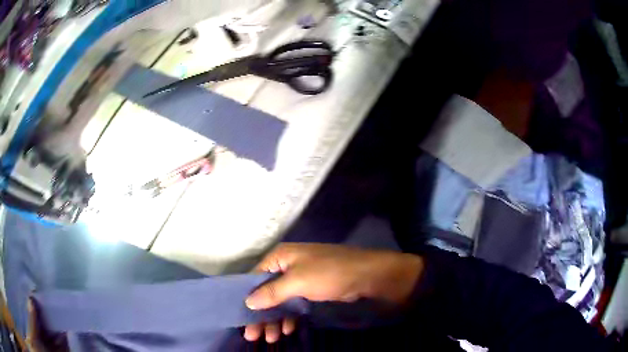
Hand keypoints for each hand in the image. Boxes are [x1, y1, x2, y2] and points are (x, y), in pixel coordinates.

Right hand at [243, 243, 423, 342]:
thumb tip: (248, 302)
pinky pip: (293, 304)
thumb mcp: (298, 281)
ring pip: (280, 300)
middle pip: (266, 292)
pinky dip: (289, 316)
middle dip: (261, 315)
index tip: (241, 321)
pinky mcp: (311, 289)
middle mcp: (286, 266)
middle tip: (253, 336)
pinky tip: (288, 329)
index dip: (247, 300)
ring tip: (272, 338)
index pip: (254, 278)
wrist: (367, 275)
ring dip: (275, 319)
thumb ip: (271, 292)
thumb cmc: (329, 274)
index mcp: (280, 257)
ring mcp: (300, 278)